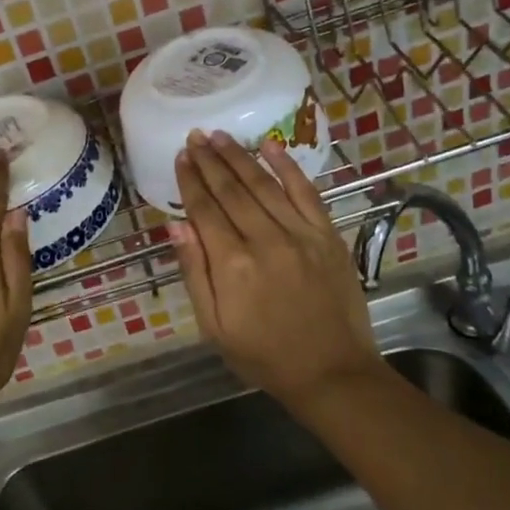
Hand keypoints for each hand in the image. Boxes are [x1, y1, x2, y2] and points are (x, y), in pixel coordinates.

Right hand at [170, 131, 382, 406]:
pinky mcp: (328, 236)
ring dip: (240, 157)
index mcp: (233, 265)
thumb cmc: (263, 355)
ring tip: (220, 136)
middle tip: (195, 136)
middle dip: (210, 161)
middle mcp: (266, 241)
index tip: (180, 156)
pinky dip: (288, 168)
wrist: (332, 373)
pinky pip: (307, 193)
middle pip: (232, 191)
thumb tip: (176, 225)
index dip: (190, 181)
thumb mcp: (214, 326)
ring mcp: (301, 235)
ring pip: (264, 185)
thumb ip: (194, 272)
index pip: (205, 210)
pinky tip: (271, 146)